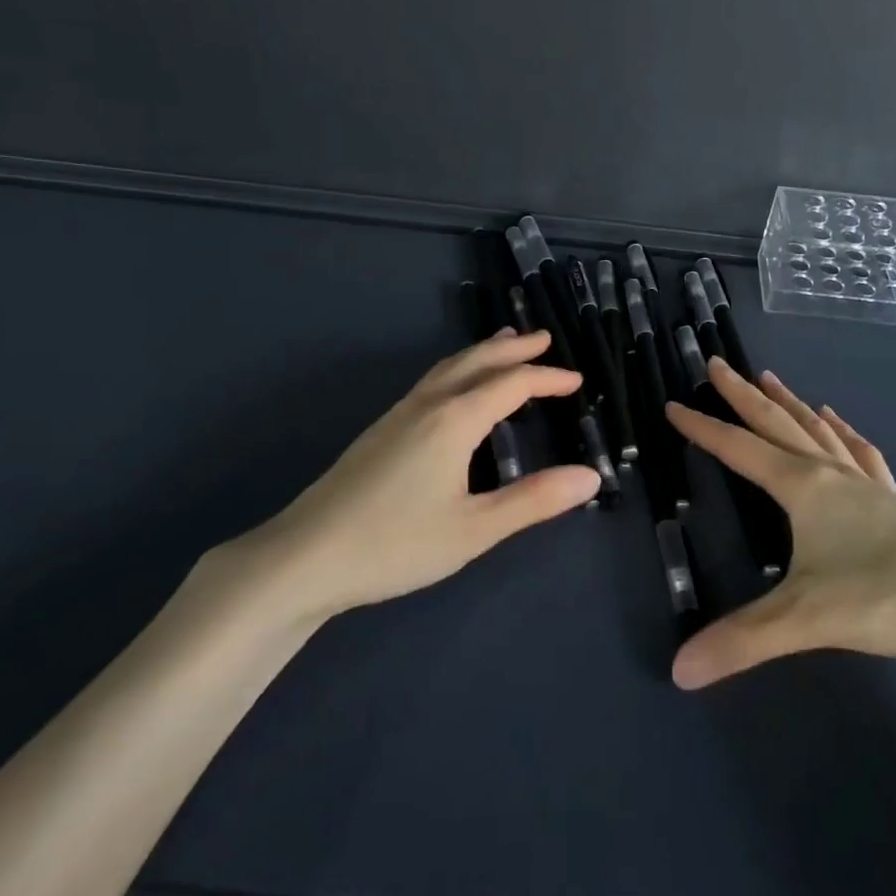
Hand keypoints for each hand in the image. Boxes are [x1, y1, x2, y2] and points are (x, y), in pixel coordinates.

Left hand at [201, 331, 600, 621]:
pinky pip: (431, 382)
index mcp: (455, 420)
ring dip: (483, 353)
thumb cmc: (395, 544)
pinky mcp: (380, 430)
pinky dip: (458, 369)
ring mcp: (399, 414)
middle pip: (477, 361)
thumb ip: (533, 500)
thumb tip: (590, 476)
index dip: (548, 378)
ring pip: (449, 367)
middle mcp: (428, 404)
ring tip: (504, 343)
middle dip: (514, 348)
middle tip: (545, 338)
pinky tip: (455, 389)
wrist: (305, 557)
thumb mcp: (474, 530)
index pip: (512, 384)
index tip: (577, 380)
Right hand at [664, 359, 895, 688]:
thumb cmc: (889, 599)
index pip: (741, 449)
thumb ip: (742, 640)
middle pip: (780, 424)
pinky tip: (842, 423)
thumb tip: (679, 671)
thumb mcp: (807, 619)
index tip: (674, 404)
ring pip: (821, 431)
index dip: (704, 427)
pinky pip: (863, 455)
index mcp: (805, 488)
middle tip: (718, 364)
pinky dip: (845, 433)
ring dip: (792, 404)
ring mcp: (871, 487)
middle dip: (744, 395)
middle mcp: (834, 476)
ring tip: (772, 379)